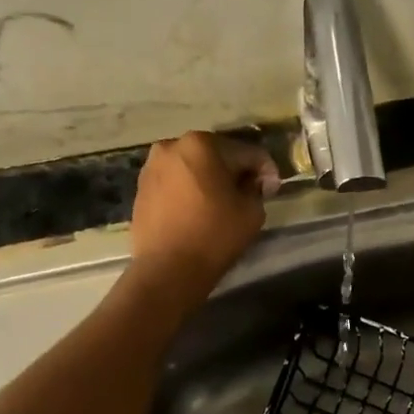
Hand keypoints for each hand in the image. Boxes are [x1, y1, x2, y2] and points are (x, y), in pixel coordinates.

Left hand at [127, 131, 278, 306]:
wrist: (167, 270)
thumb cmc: (214, 235)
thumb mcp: (252, 210)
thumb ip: (256, 187)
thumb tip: (252, 182)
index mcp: (201, 144)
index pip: (246, 152)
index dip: (265, 170)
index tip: (272, 189)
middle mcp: (172, 146)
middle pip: (216, 155)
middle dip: (234, 171)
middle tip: (249, 193)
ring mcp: (152, 167)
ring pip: (193, 167)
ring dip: (210, 179)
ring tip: (221, 203)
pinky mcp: (141, 188)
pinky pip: (175, 182)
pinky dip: (189, 190)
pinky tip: (198, 210)